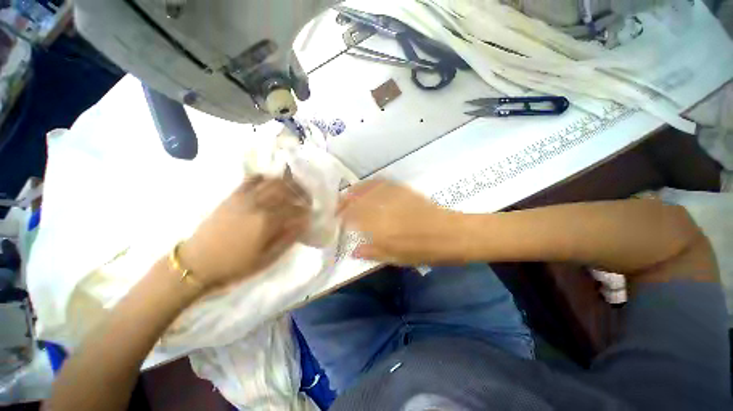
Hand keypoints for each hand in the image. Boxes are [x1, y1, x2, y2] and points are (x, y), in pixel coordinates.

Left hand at [180, 175, 310, 289]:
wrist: (198, 262)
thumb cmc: (236, 264)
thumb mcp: (267, 258)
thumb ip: (288, 238)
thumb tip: (304, 223)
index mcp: (267, 222)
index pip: (295, 209)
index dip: (306, 210)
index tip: (311, 214)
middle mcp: (258, 204)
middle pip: (286, 189)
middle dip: (301, 192)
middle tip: (306, 199)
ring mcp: (244, 197)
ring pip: (272, 181)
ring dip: (287, 184)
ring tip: (293, 191)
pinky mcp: (233, 195)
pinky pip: (252, 179)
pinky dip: (266, 179)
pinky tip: (271, 186)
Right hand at [340, 179, 463, 264]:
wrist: (452, 234)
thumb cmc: (424, 250)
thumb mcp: (397, 258)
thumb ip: (373, 253)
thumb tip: (353, 251)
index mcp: (380, 228)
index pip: (353, 218)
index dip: (342, 217)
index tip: (336, 219)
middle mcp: (384, 209)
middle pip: (358, 201)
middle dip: (344, 202)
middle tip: (337, 205)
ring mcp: (394, 197)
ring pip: (369, 189)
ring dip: (355, 190)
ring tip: (347, 193)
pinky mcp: (404, 191)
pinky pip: (384, 183)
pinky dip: (372, 183)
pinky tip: (368, 184)